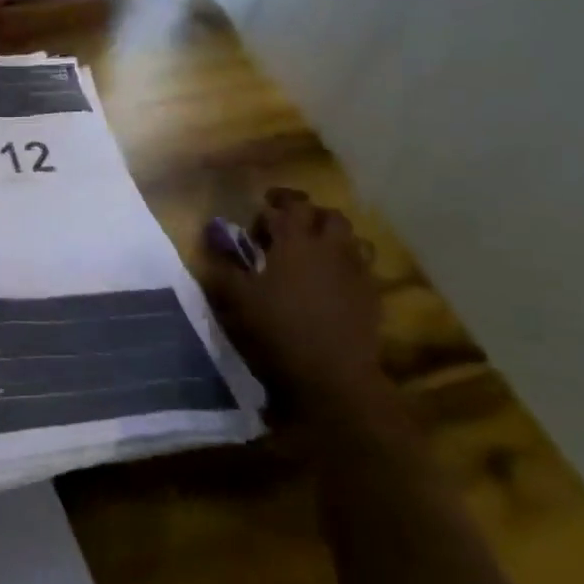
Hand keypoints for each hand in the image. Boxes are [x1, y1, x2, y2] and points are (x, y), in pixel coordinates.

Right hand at [202, 189, 383, 411]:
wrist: (331, 376)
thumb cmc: (276, 330)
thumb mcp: (236, 297)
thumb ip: (222, 263)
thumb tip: (211, 234)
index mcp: (297, 242)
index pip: (288, 207)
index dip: (272, 208)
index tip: (258, 219)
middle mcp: (331, 247)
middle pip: (327, 214)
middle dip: (307, 213)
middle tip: (286, 225)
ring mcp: (357, 271)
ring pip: (351, 237)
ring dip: (332, 235)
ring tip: (313, 250)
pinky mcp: (372, 295)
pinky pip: (363, 265)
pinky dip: (346, 262)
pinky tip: (331, 280)